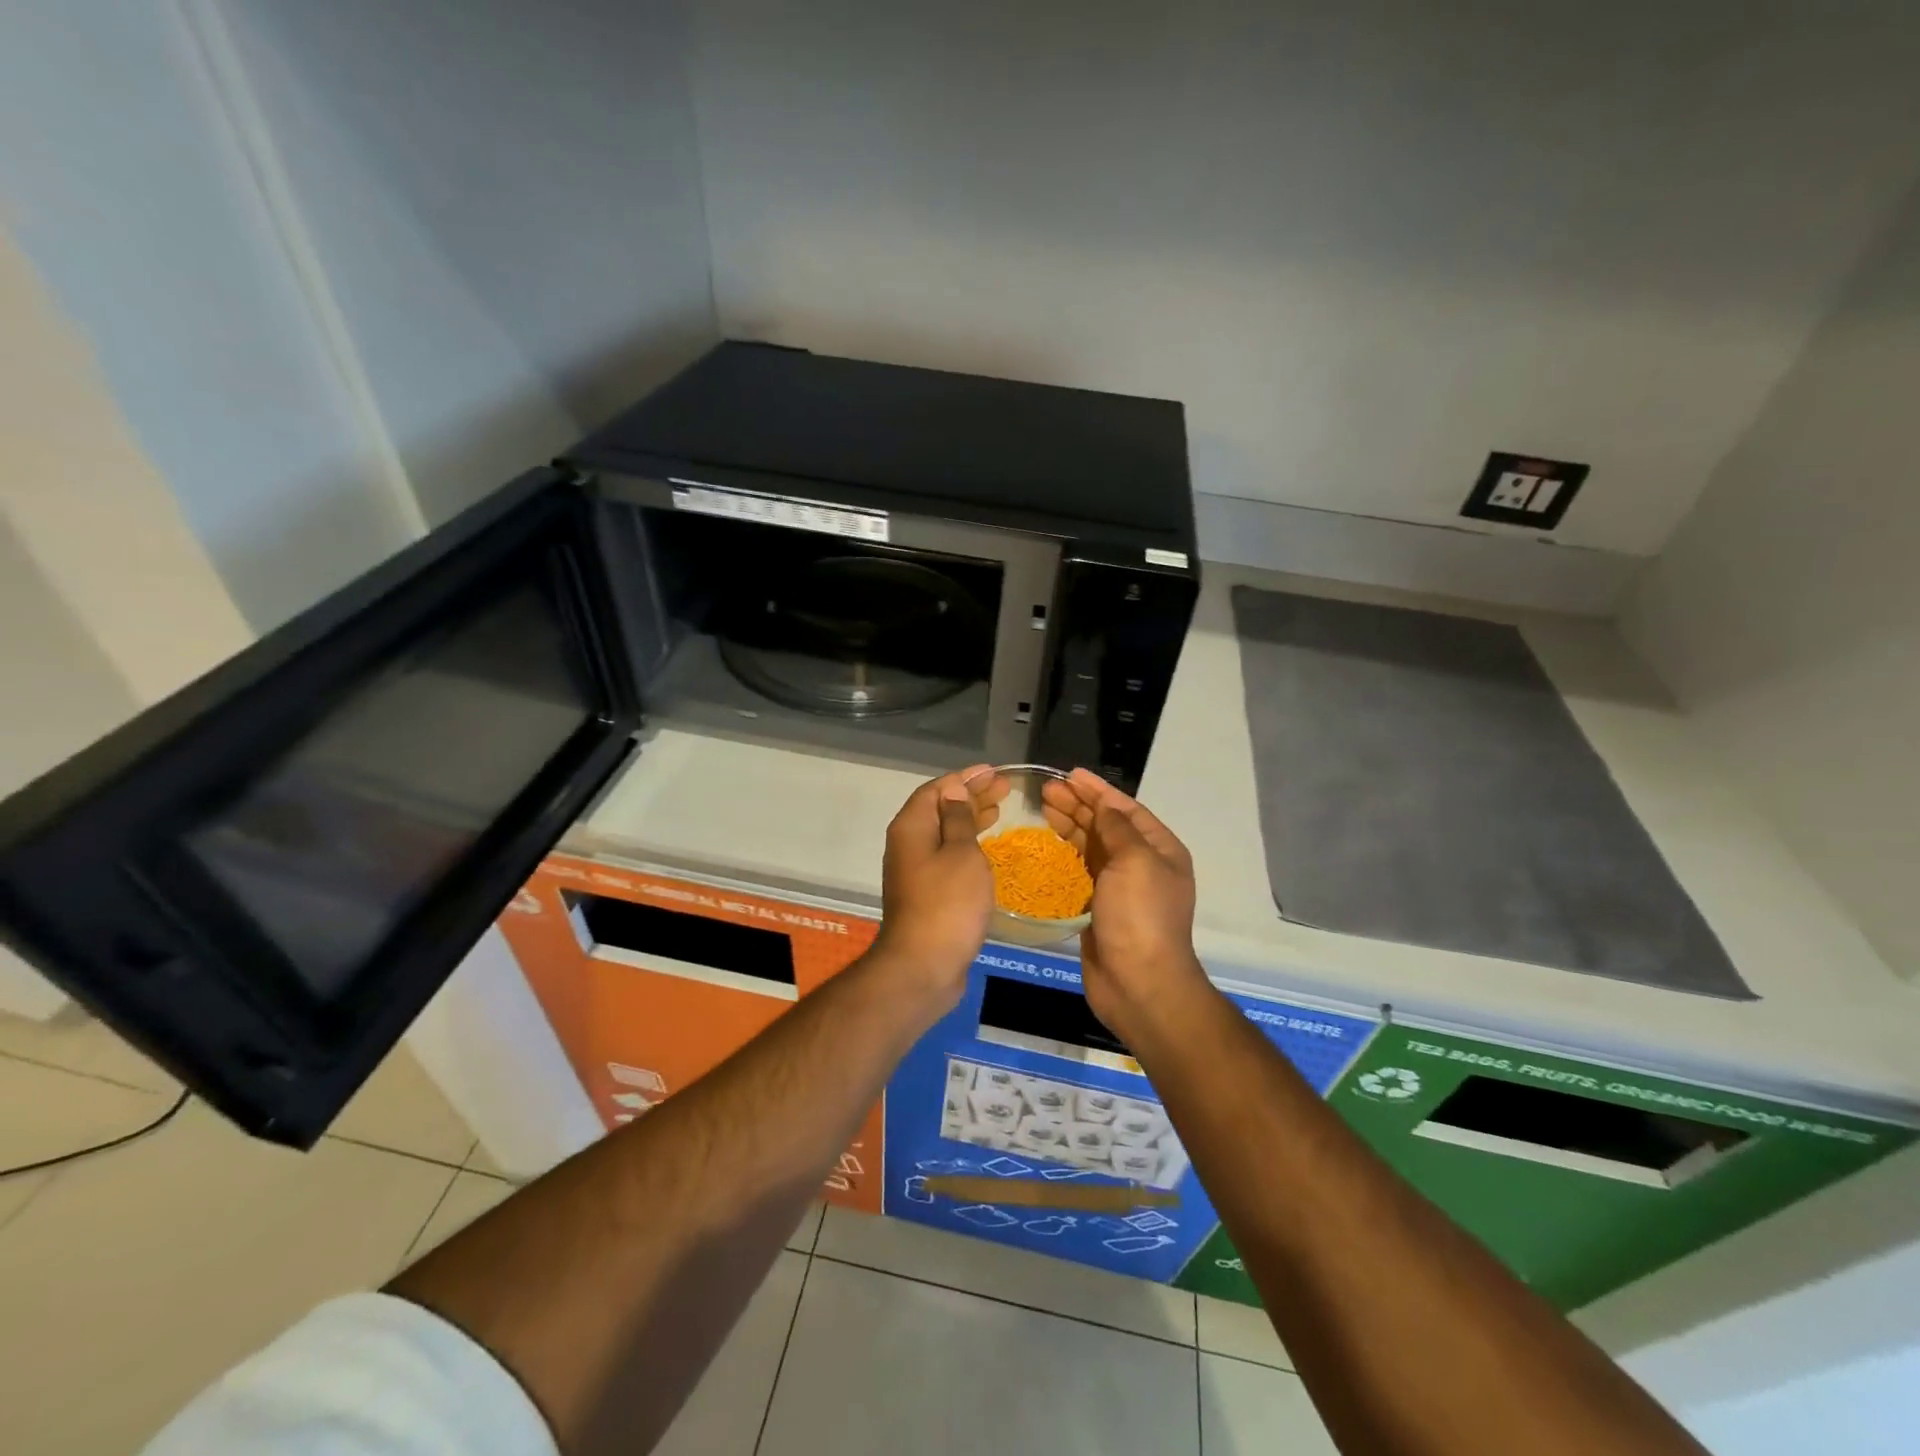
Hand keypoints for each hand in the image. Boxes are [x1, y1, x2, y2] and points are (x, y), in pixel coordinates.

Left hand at [873, 765, 1007, 1006]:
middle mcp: (908, 844)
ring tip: (999, 810)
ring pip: (944, 834)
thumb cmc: (948, 903)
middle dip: (971, 796)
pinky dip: (967, 846)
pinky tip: (986, 849)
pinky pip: (947, 856)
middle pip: (940, 809)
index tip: (994, 772)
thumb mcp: (961, 853)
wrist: (924, 966)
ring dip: (970, 820)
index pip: (938, 789)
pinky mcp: (926, 894)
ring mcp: (915, 871)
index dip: (965, 778)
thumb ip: (959, 819)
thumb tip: (953, 790)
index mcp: (912, 827)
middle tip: (1005, 789)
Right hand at [1041, 768, 1206, 1035]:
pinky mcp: (1099, 907)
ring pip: (1092, 845)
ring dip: (1070, 825)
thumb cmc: (1140, 916)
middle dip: (1078, 805)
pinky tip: (1048, 843)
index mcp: (1159, 849)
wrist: (1138, 983)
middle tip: (1046, 790)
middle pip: (1107, 825)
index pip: (1126, 809)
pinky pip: (1081, 870)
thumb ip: (1118, 828)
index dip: (1097, 790)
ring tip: (1043, 808)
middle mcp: (1142, 864)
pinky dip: (1066, 853)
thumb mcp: (1135, 861)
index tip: (1069, 775)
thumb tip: (1104, 805)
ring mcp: (1120, 887)